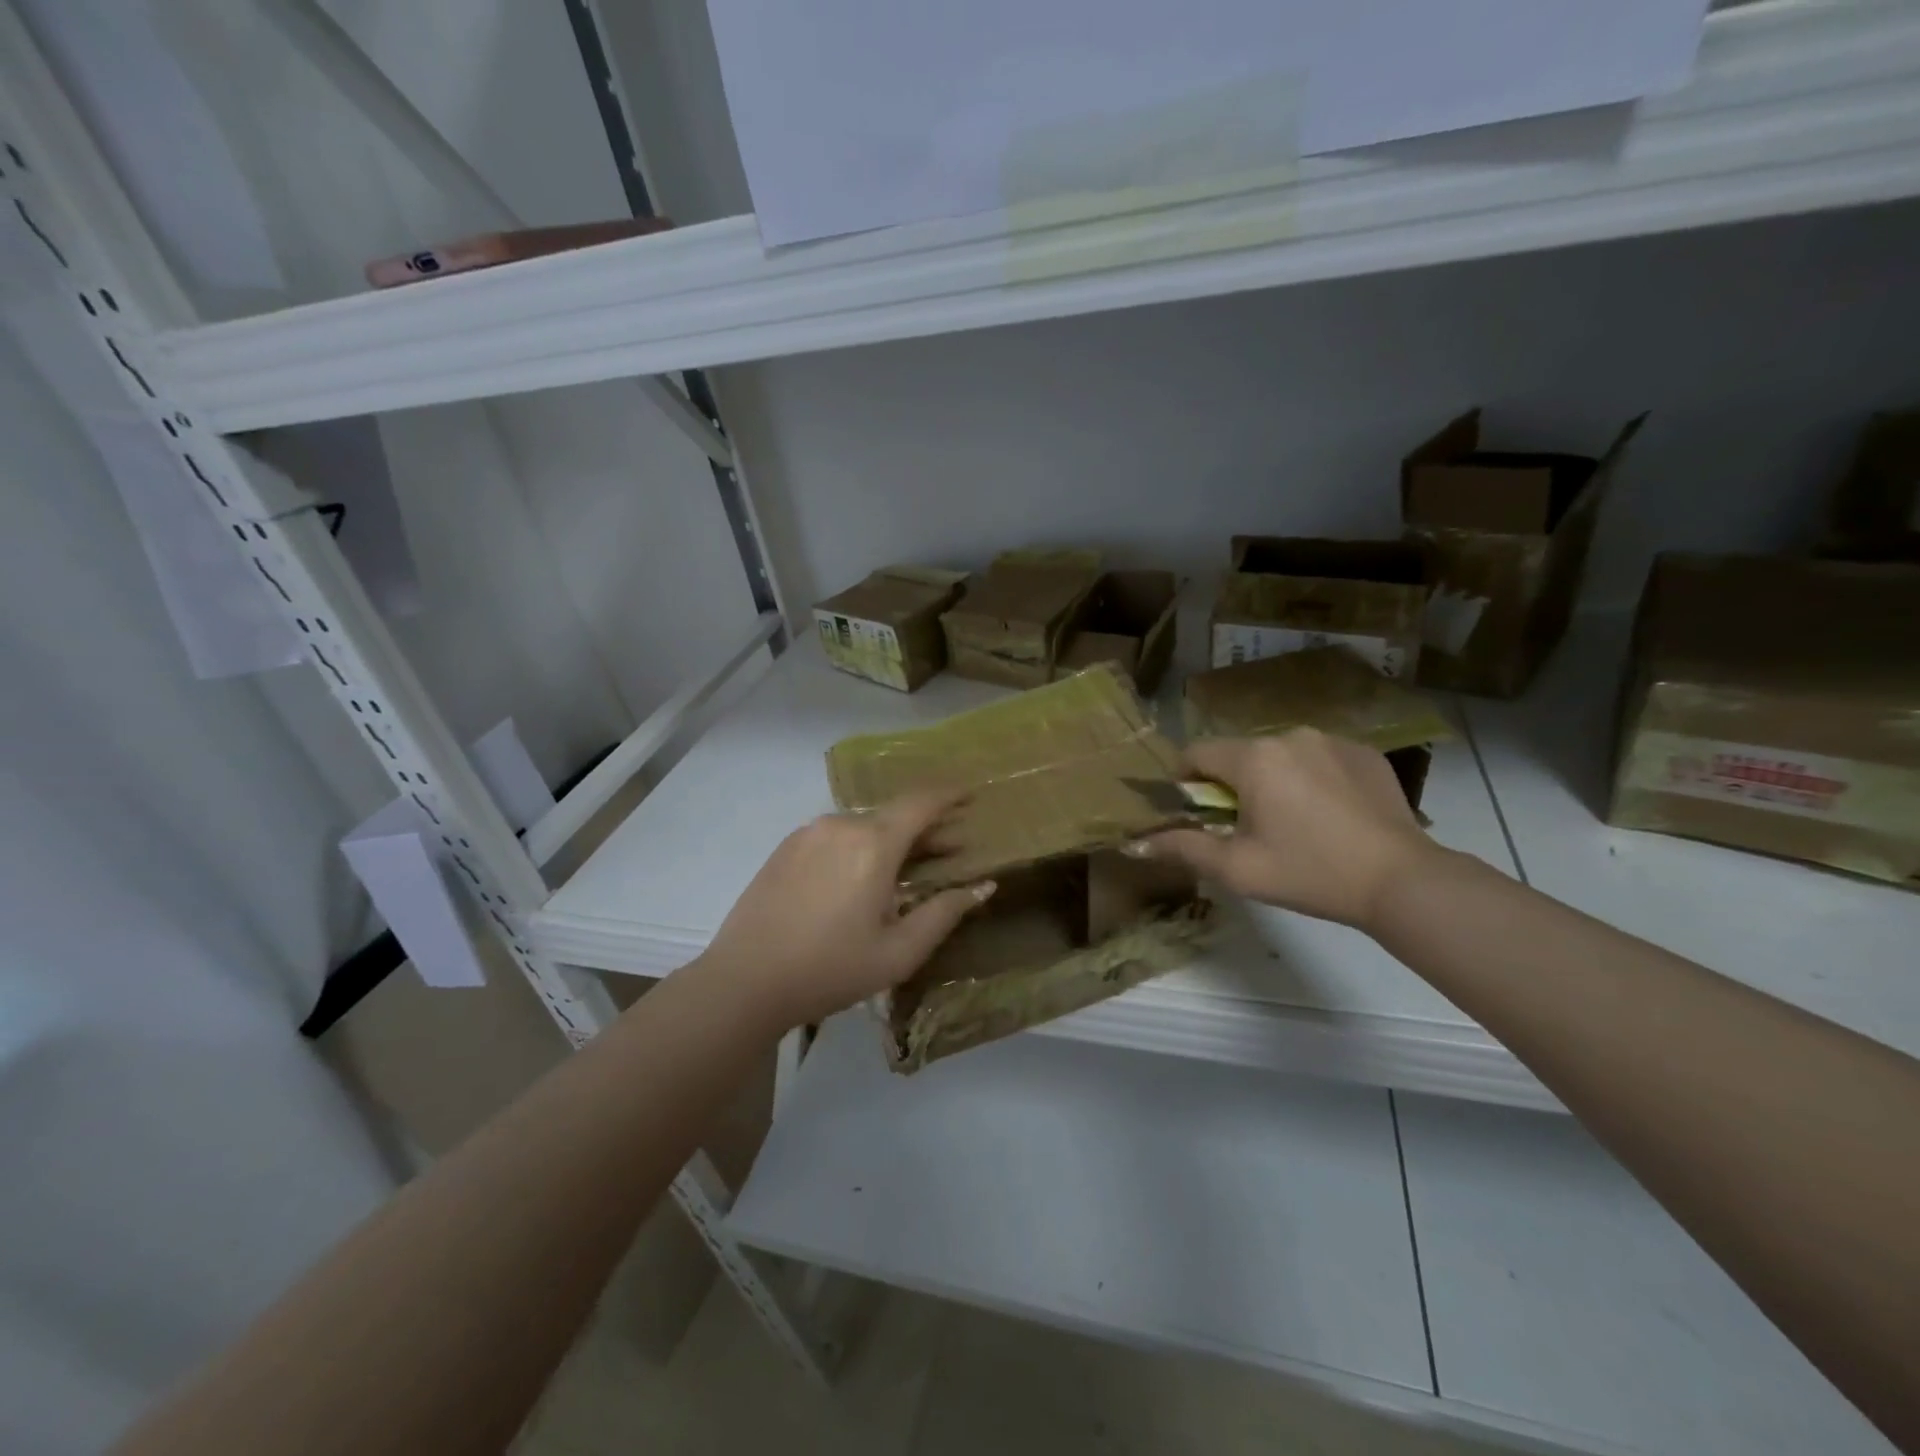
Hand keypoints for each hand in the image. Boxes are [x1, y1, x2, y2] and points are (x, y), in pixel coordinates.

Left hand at [695, 789, 995, 1029]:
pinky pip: (835, 835)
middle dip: (926, 827)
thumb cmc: (831, 970)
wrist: (744, 981)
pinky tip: (860, 876)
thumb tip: (983, 885)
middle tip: (950, 849)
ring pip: (863, 825)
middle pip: (894, 814)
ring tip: (905, 868)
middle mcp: (841, 825)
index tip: (970, 796)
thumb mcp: (898, 952)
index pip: (922, 803)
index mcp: (873, 844)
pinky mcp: (786, 847)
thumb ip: (945, 913)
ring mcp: (808, 833)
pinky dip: (859, 845)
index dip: (950, 795)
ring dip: (891, 838)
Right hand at [1144, 730, 1438, 930]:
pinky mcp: (1364, 751)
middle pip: (1238, 754)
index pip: (1196, 753)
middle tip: (1248, 827)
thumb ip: (1182, 848)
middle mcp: (1288, 735)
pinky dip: (1311, 778)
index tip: (1197, 813)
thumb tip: (1135, 844)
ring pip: (1279, 755)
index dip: (1186, 782)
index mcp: (1253, 758)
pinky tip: (1330, 814)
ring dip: (1272, 779)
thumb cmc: (1309, 873)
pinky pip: (1318, 757)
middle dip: (1233, 784)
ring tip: (1294, 822)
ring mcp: (1331, 739)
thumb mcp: (1237, 868)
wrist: (1402, 880)